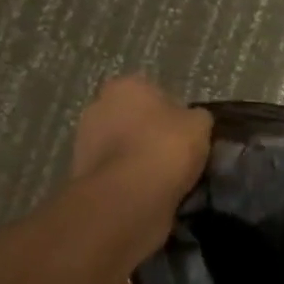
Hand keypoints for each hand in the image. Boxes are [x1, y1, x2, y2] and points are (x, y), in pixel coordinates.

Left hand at [69, 77, 211, 251]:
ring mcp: (84, 141)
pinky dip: (129, 181)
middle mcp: (97, 107)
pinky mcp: (82, 174)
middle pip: (133, 119)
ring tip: (165, 180)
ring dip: (138, 159)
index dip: (172, 113)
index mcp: (125, 86)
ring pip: (122, 148)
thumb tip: (192, 122)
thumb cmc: (166, 147)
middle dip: (150, 134)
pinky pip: (115, 173)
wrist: (129, 196)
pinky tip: (149, 193)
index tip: (186, 134)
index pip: (153, 93)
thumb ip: (196, 118)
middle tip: (176, 156)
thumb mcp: (201, 125)